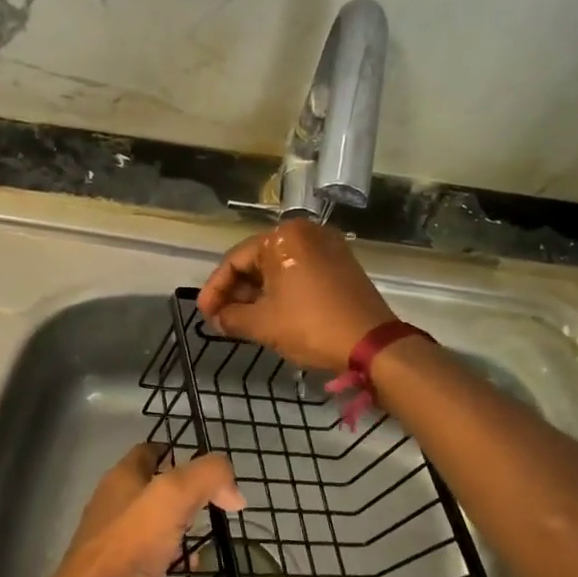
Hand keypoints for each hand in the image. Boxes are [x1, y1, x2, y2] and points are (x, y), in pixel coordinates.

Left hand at [48, 442, 243, 576]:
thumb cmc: (129, 546)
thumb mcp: (172, 498)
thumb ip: (207, 480)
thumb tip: (234, 492)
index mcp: (122, 481)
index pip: (149, 453)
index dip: (176, 454)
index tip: (208, 472)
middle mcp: (115, 510)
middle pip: (153, 498)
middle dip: (185, 506)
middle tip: (214, 516)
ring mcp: (114, 550)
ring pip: (154, 540)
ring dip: (181, 549)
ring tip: (206, 558)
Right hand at [197, 218, 397, 371]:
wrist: (373, 344)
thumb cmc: (311, 326)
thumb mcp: (262, 324)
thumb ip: (231, 317)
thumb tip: (217, 318)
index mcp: (283, 237)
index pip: (235, 260)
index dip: (215, 289)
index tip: (204, 313)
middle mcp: (305, 232)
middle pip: (257, 260)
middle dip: (237, 291)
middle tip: (221, 318)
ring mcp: (327, 246)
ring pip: (279, 267)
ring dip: (258, 293)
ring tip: (242, 319)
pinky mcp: (341, 263)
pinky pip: (300, 271)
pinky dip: (282, 290)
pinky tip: (270, 312)